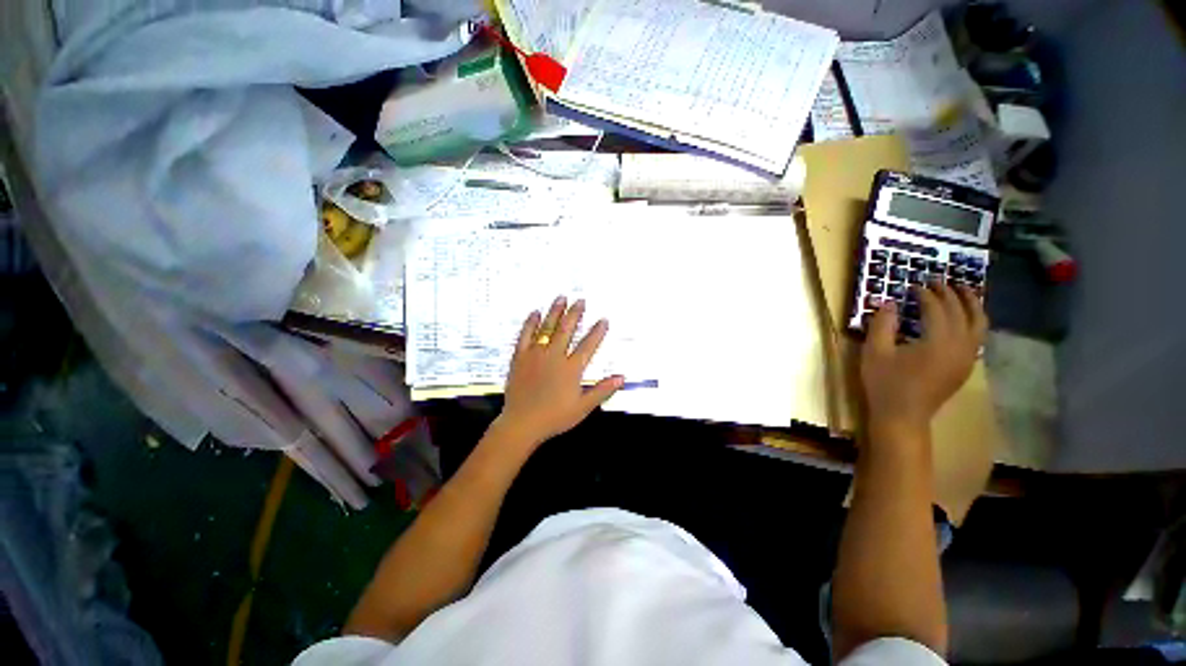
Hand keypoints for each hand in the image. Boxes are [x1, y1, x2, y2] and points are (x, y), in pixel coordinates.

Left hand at [496, 296, 623, 448]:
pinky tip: (535, 313)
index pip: (588, 345)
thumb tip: (621, 378)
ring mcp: (536, 355)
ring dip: (555, 312)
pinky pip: (525, 336)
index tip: (604, 319)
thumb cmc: (554, 417)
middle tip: (580, 300)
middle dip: (575, 313)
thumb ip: (602, 390)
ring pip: (547, 328)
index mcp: (571, 368)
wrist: (522, 424)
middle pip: (567, 329)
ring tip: (561, 298)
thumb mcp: (583, 407)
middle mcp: (554, 356)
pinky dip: (530, 323)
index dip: (597, 331)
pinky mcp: (520, 357)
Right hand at [860, 283, 986, 437]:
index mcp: (938, 341)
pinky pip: (978, 336)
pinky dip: (974, 321)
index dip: (926, 294)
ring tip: (961, 291)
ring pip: (979, 323)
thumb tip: (887, 302)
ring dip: (971, 304)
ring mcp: (967, 357)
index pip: (937, 308)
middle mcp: (961, 346)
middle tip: (937, 281)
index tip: (913, 285)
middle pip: (963, 312)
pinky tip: (963, 318)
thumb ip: (882, 324)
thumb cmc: (885, 383)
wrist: (902, 417)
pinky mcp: (966, 366)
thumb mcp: (875, 352)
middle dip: (950, 294)